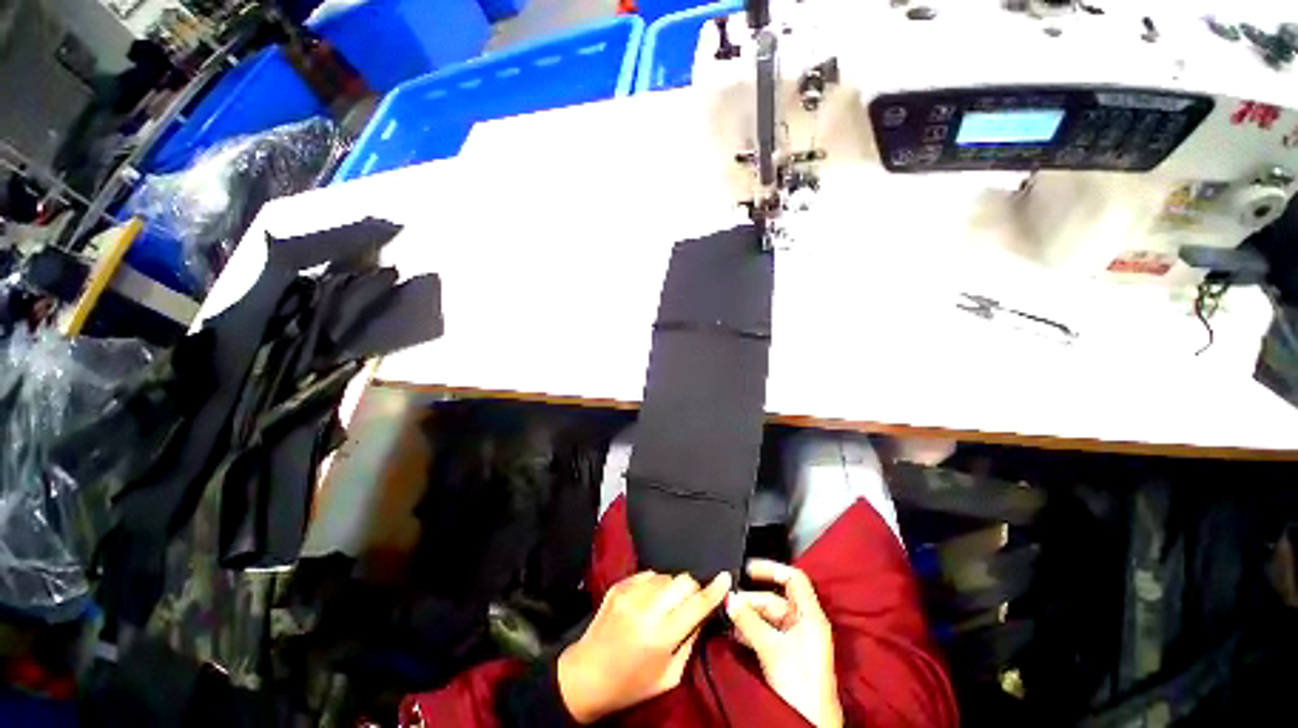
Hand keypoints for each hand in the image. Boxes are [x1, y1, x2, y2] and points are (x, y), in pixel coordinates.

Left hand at [558, 570, 730, 722]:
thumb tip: (703, 615)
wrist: (586, 675)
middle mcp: (646, 608)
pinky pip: (648, 574)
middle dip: (692, 588)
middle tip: (690, 602)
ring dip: (673, 587)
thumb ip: (689, 642)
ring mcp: (630, 593)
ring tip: (666, 605)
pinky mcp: (619, 585)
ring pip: (666, 575)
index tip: (725, 578)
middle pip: (682, 581)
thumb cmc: (630, 685)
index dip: (714, 589)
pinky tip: (650, 600)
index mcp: (660, 636)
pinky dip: (655, 584)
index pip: (696, 604)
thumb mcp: (668, 676)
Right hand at [726, 560, 842, 727]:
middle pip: (776, 598)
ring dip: (749, 616)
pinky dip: (752, 630)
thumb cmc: (800, 685)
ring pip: (769, 616)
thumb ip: (748, 620)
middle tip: (729, 601)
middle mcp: (806, 623)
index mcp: (811, 616)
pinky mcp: (789, 653)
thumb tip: (729, 598)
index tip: (748, 569)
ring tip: (728, 617)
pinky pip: (767, 631)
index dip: (771, 569)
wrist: (809, 723)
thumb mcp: (770, 647)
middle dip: (751, 599)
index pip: (793, 578)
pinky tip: (735, 633)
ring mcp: (798, 638)